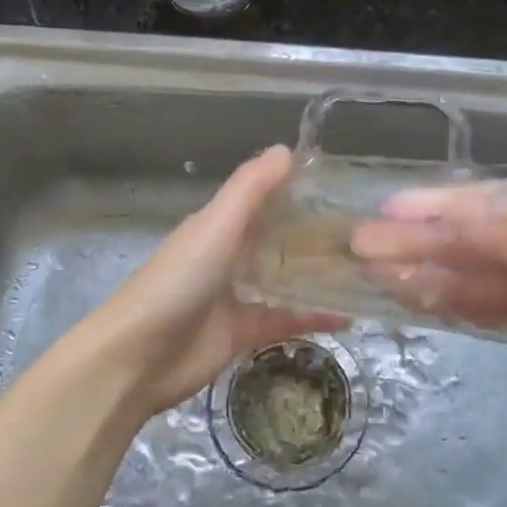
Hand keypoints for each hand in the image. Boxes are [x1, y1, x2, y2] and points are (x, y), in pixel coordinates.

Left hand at [80, 146, 345, 417]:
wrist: (139, 357)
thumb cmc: (179, 281)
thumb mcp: (216, 225)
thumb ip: (251, 188)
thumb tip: (288, 149)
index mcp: (220, 225)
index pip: (265, 198)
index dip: (299, 189)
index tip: (345, 185)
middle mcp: (230, 255)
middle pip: (279, 238)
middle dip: (316, 234)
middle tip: (368, 231)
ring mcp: (238, 295)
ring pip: (285, 279)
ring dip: (318, 275)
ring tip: (367, 269)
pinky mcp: (245, 332)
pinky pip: (288, 319)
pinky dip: (315, 317)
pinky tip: (350, 317)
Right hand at [351, 186, 506, 435]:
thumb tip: (449, 216)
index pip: (484, 205)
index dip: (433, 209)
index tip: (384, 213)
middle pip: (469, 240)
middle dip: (418, 242)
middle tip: (362, 247)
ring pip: (470, 275)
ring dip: (426, 273)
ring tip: (375, 275)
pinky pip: (482, 308)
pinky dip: (449, 303)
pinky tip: (415, 299)